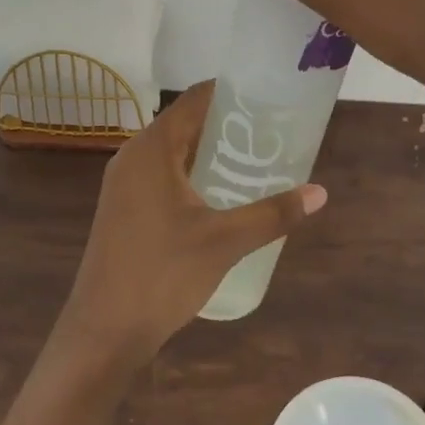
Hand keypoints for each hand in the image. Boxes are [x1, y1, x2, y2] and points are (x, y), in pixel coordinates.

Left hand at [56, 81, 327, 370]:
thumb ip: (272, 214)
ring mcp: (124, 184)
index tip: (268, 96)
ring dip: (210, 152)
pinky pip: (163, 176)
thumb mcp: (224, 241)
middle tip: (271, 133)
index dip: (231, 92)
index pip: (194, 100)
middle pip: (185, 124)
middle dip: (227, 125)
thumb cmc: (162, 275)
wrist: (104, 332)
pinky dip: (192, 175)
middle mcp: (133, 157)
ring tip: (254, 161)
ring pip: (174, 153)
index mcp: (152, 149)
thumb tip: (320, 193)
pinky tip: (221, 196)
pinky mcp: (123, 209)